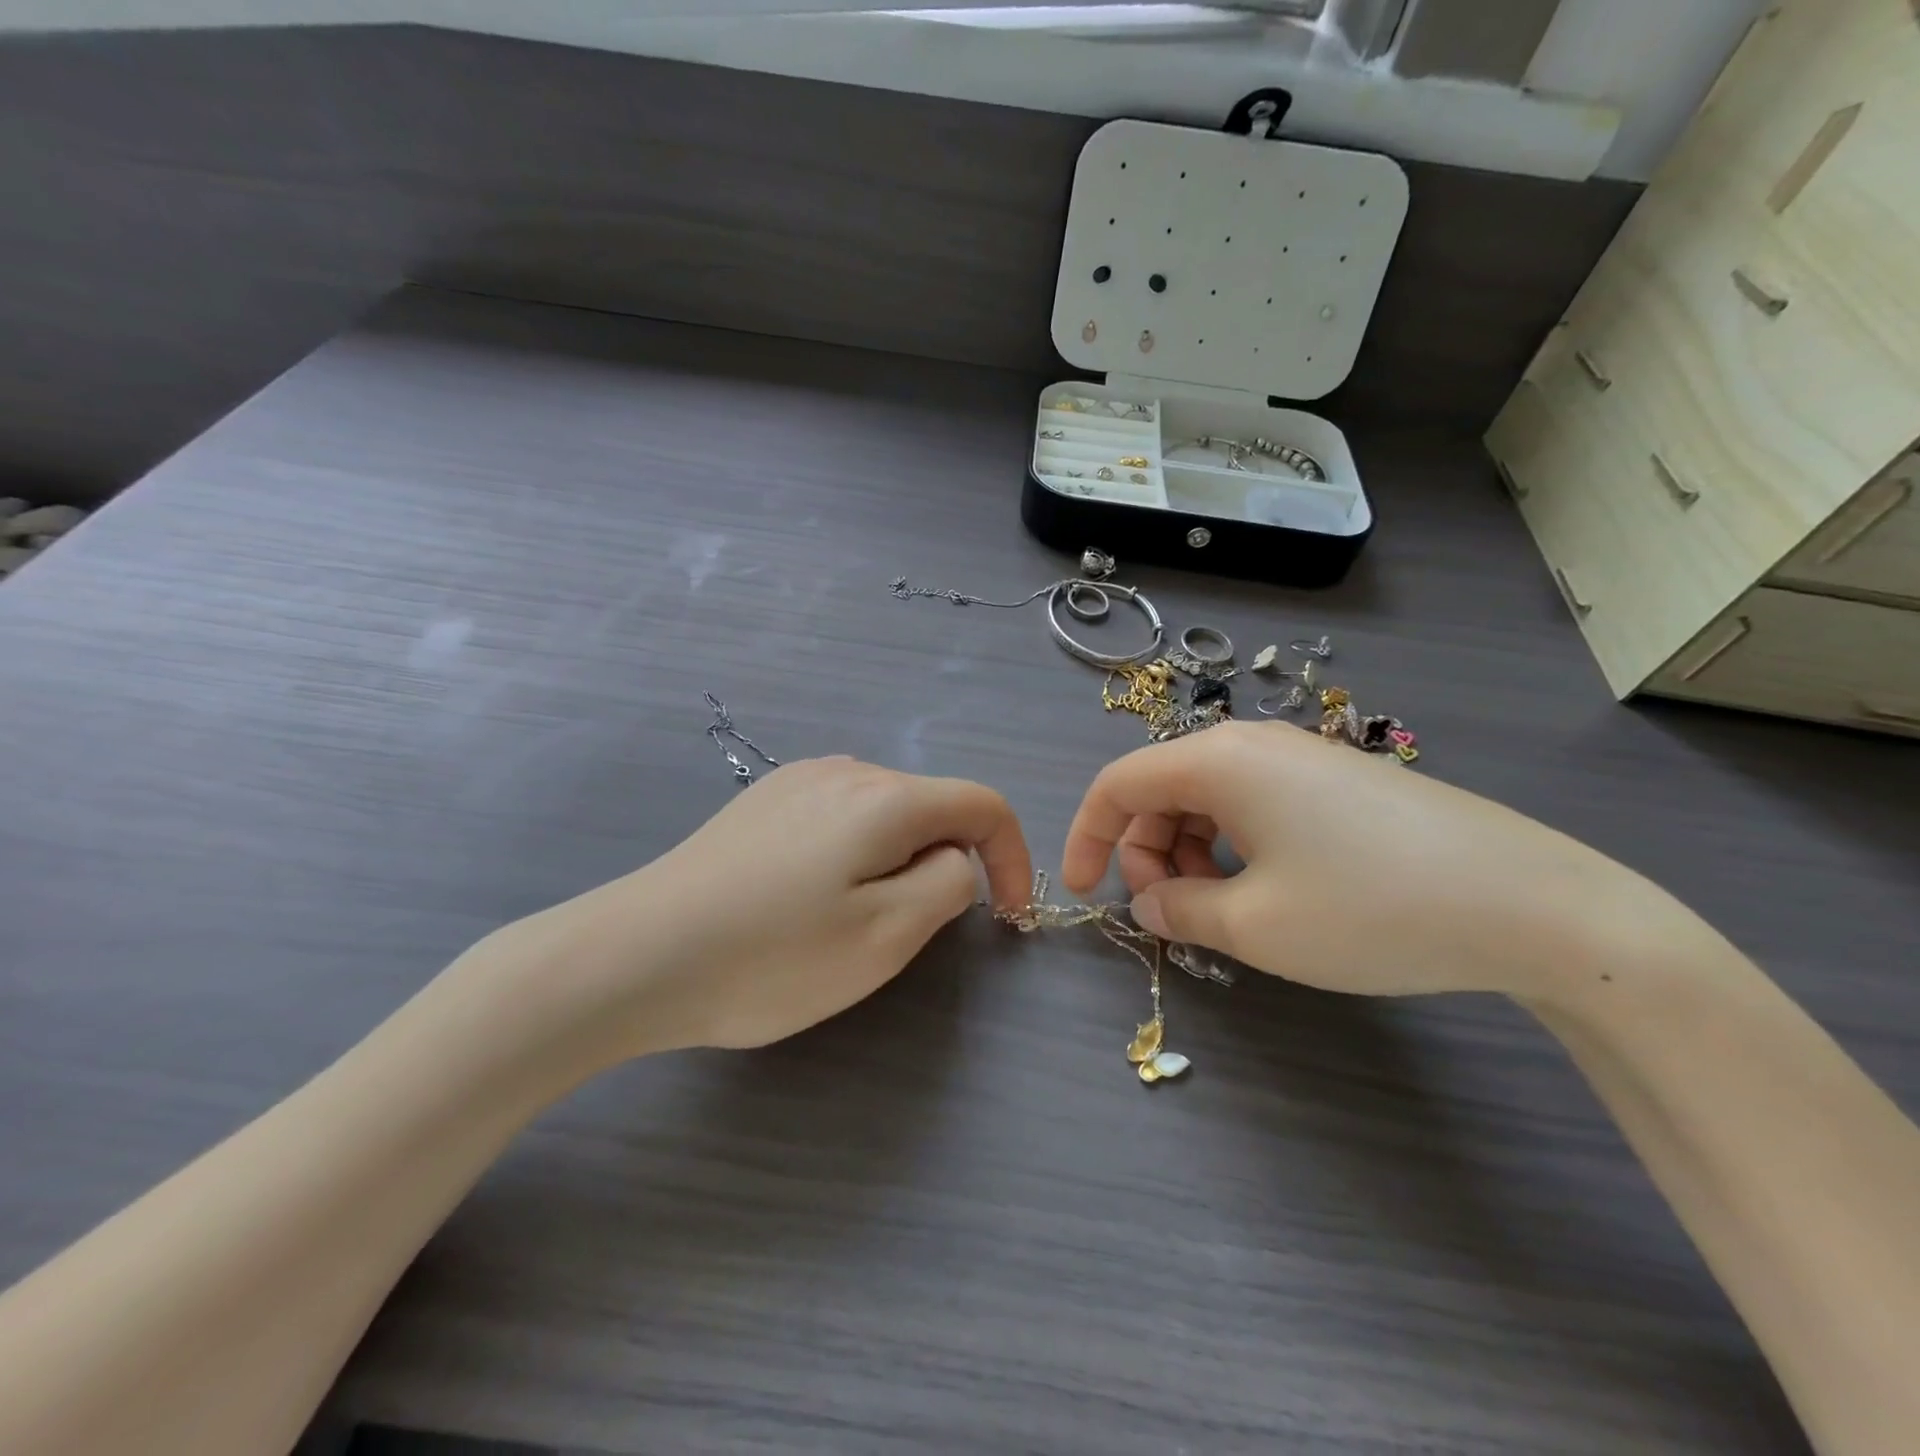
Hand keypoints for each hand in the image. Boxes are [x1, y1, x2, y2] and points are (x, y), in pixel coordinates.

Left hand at [473, 758, 1031, 1064]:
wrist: (635, 955)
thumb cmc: (771, 956)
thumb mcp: (886, 936)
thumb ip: (948, 884)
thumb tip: (955, 858)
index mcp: (885, 797)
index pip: (983, 804)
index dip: (1013, 856)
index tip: (1006, 917)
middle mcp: (845, 770)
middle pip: (932, 806)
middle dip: (946, 864)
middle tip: (908, 933)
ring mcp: (797, 780)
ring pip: (884, 812)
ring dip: (898, 860)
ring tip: (851, 920)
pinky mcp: (763, 801)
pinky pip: (839, 816)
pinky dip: (855, 853)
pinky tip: (807, 898)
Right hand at [1061, 722, 1684, 999]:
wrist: (1535, 905)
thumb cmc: (1371, 909)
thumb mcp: (1255, 926)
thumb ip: (1179, 911)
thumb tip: (1149, 903)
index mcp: (1218, 760)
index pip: (1118, 783)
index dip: (1088, 837)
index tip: (1087, 894)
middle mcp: (1251, 742)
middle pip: (1162, 789)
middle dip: (1147, 851)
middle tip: (1173, 915)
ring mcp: (1300, 756)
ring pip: (1209, 797)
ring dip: (1191, 851)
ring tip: (1226, 910)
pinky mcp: (1337, 779)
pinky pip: (1255, 802)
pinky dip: (1235, 845)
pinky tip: (1271, 889)